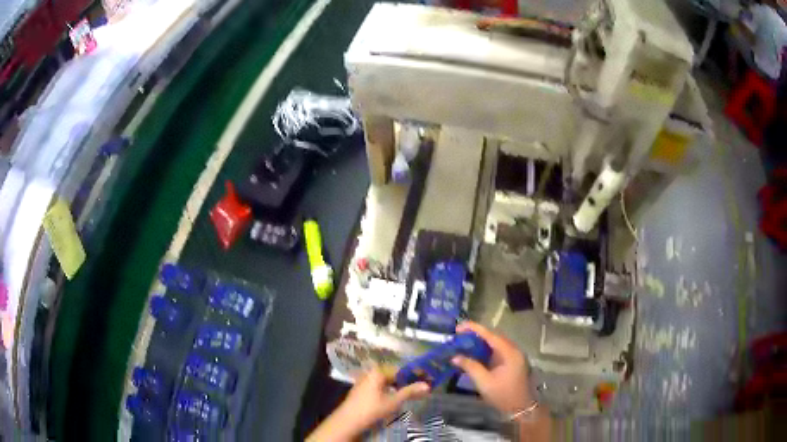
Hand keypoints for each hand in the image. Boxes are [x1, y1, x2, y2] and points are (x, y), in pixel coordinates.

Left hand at [307, 368, 429, 441]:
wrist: (348, 420)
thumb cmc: (371, 409)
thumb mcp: (393, 401)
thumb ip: (410, 392)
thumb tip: (428, 385)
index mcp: (377, 372)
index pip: (400, 369)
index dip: (414, 374)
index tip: (426, 379)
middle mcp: (370, 373)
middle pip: (393, 375)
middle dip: (407, 381)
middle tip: (421, 387)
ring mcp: (364, 382)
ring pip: (386, 382)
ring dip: (399, 386)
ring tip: (411, 393)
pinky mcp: (361, 391)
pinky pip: (379, 387)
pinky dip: (389, 390)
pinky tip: (395, 397)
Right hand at [452, 321, 531, 414]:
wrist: (520, 408)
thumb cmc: (503, 394)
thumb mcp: (484, 382)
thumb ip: (470, 366)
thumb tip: (455, 357)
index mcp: (509, 352)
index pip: (490, 334)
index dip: (473, 329)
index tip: (458, 327)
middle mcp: (513, 350)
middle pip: (493, 336)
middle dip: (476, 334)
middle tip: (458, 335)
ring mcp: (513, 356)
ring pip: (495, 343)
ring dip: (480, 342)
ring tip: (463, 343)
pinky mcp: (511, 363)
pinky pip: (497, 351)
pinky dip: (485, 350)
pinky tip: (474, 354)